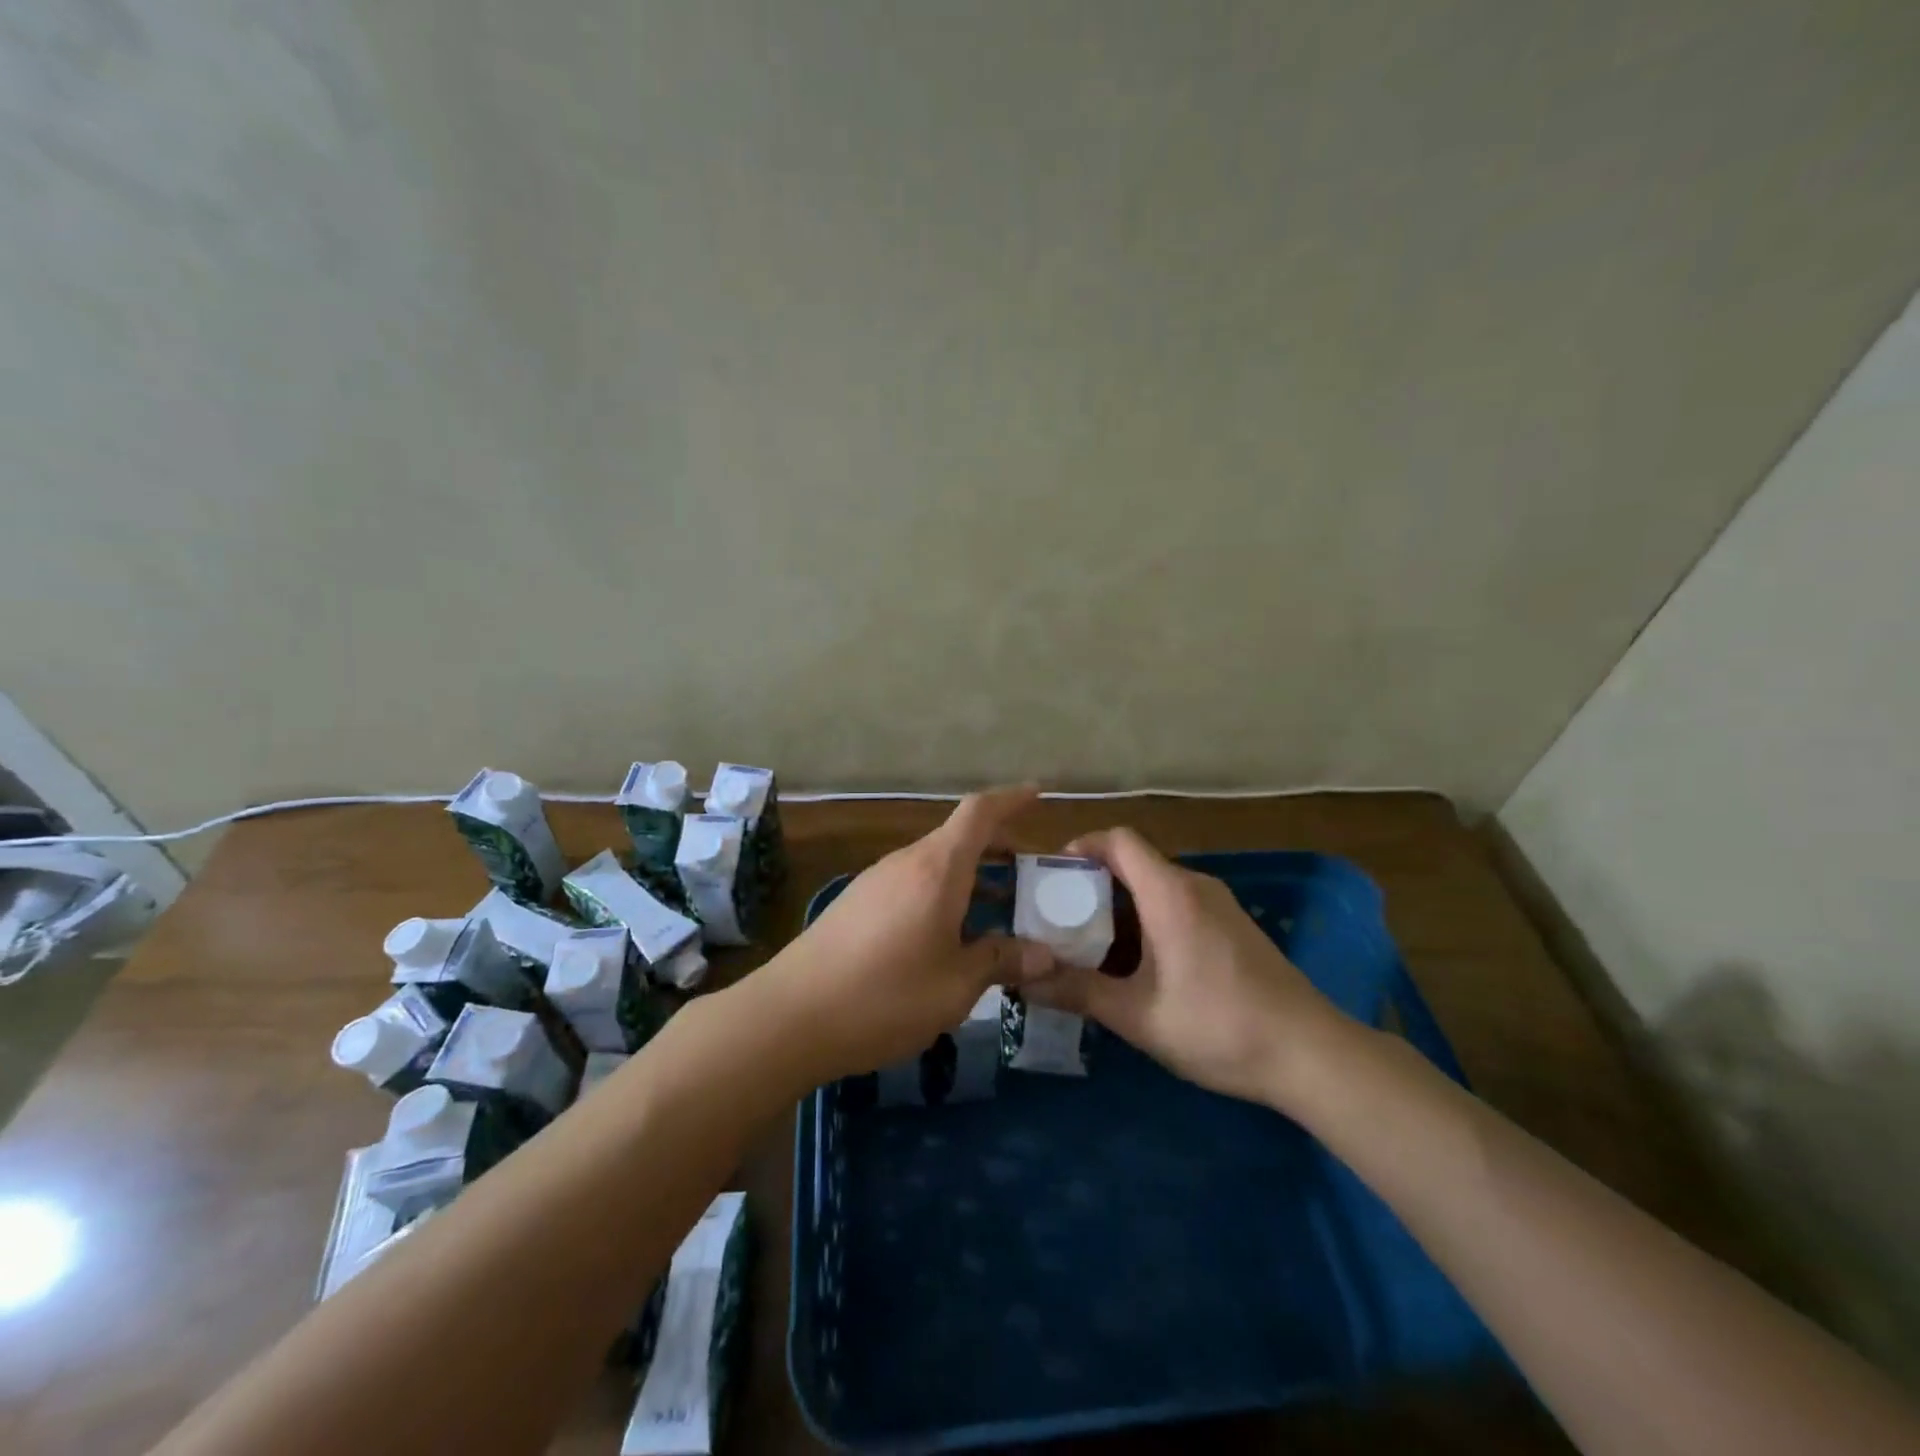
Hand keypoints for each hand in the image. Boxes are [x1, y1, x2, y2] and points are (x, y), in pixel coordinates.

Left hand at [761, 787, 1055, 1080]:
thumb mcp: (956, 985)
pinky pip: (912, 884)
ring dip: (970, 875)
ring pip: (935, 863)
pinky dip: (943, 893)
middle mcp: (906, 862)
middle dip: (998, 848)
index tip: (1037, 793)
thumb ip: (1000, 961)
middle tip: (1032, 874)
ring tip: (999, 907)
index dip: (1010, 799)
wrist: (789, 1016)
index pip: (979, 813)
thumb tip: (1044, 955)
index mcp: (937, 868)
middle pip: (958, 838)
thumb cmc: (885, 994)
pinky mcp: (856, 904)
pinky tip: (949, 933)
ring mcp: (876, 881)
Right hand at [1025, 827, 1353, 1111]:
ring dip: (1121, 908)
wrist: (1311, 1054)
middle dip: (1093, 885)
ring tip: (1091, 946)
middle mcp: (1195, 886)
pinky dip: (1148, 921)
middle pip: (1134, 863)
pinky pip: (1178, 906)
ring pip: (1156, 887)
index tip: (1052, 878)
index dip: (1081, 847)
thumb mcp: (1138, 1015)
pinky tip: (1139, 966)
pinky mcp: (1234, 927)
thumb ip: (1078, 992)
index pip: (1118, 840)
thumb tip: (1023, 980)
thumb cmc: (1218, 1025)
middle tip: (1060, 920)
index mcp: (1170, 893)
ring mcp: (1220, 906)